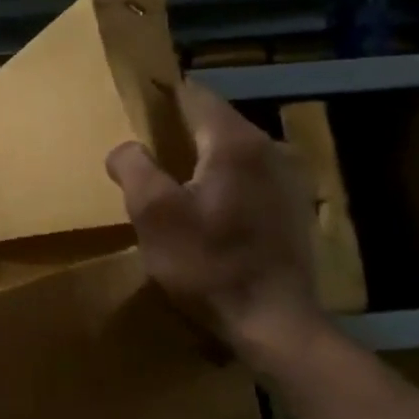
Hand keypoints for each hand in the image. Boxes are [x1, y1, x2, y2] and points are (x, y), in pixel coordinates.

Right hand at [105, 79, 324, 368]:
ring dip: (201, 155)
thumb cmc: (207, 262)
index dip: (161, 94)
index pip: (194, 94)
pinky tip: (206, 206)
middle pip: (214, 121)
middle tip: (144, 144)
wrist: (274, 324)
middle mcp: (269, 149)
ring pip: (232, 149)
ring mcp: (288, 179)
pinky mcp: (293, 208)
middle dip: (179, 127)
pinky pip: (248, 175)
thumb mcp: (151, 212)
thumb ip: (132, 165)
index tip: (134, 101)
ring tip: (170, 175)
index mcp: (235, 142)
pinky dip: (223, 178)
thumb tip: (126, 148)